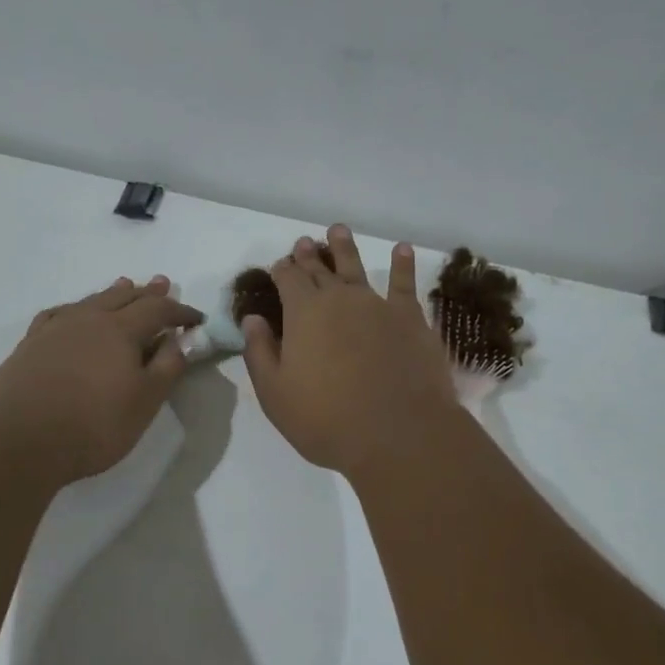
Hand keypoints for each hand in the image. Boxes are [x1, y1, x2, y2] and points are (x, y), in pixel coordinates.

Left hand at [0, 276, 202, 485]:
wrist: (18, 441)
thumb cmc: (93, 425)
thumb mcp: (145, 402)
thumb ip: (167, 368)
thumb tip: (178, 340)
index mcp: (121, 330)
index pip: (158, 310)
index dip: (180, 312)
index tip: (196, 319)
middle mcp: (88, 319)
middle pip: (124, 297)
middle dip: (147, 292)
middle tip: (163, 284)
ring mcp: (55, 329)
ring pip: (91, 301)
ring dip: (113, 293)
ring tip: (124, 285)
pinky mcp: (30, 344)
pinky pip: (59, 314)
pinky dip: (75, 308)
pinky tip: (73, 314)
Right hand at [241, 226, 458, 479]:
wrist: (398, 434)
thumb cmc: (327, 420)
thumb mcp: (276, 394)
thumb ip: (260, 352)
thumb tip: (253, 319)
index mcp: (303, 313)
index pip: (288, 279)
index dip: (282, 270)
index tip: (279, 265)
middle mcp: (340, 298)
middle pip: (320, 269)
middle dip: (309, 255)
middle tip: (304, 242)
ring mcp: (378, 305)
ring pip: (357, 267)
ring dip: (345, 247)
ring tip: (338, 230)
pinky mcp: (411, 318)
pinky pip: (405, 283)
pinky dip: (403, 264)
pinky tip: (403, 249)